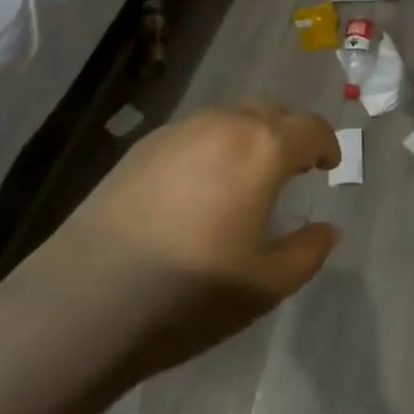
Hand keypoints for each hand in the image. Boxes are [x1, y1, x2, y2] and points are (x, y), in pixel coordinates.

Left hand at [0, 99, 342, 385]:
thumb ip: (307, 251)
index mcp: (263, 149)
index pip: (311, 128)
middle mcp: (225, 124)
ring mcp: (179, 131)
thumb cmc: (190, 293)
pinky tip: (193, 191)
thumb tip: (328, 228)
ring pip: (228, 119)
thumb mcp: (265, 285)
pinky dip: (208, 149)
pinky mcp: (141, 147)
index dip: (326, 145)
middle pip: (270, 112)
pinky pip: (191, 134)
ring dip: (246, 139)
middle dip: (287, 135)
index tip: (327, 167)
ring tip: (239, 180)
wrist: (85, 301)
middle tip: (287, 171)